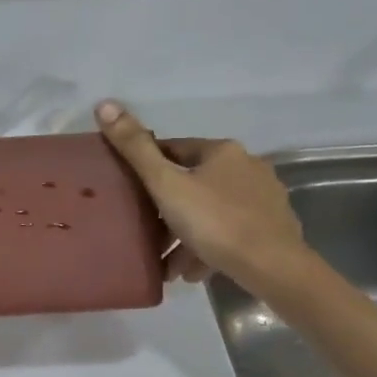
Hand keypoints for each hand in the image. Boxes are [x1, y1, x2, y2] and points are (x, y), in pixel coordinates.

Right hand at [95, 101, 309, 294]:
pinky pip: (229, 232)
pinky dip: (208, 247)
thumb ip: (135, 149)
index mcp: (222, 151)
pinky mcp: (272, 228)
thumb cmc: (214, 222)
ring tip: (166, 263)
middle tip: (146, 233)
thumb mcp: (166, 185)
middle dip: (167, 210)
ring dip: (186, 235)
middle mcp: (248, 166)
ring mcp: (263, 198)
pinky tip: (191, 272)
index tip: (129, 192)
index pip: (175, 149)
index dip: (148, 168)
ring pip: (211, 212)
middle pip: (193, 184)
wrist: (273, 267)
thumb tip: (104, 104)